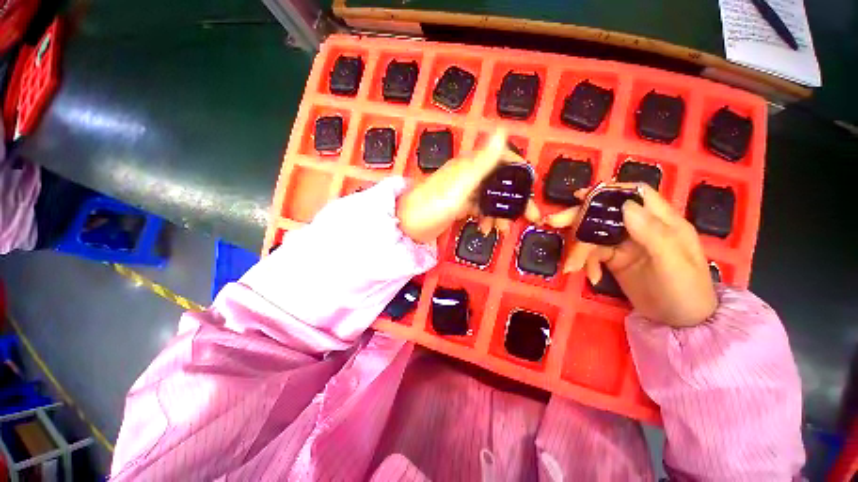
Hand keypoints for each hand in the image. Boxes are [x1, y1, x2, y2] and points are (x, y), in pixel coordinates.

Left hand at [397, 129, 525, 242]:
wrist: (407, 226)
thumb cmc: (432, 206)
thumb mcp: (460, 185)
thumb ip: (482, 162)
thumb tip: (502, 131)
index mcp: (469, 166)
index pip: (502, 160)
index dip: (519, 172)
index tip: (531, 189)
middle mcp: (468, 175)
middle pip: (499, 183)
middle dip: (515, 201)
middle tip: (529, 217)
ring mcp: (463, 191)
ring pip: (490, 198)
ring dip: (500, 214)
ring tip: (502, 231)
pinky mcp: (458, 206)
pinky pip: (478, 209)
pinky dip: (485, 219)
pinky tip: (485, 230)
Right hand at [548, 184, 717, 327]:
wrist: (679, 323)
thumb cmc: (685, 291)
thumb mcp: (674, 263)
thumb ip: (653, 233)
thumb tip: (625, 205)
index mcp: (662, 222)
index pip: (636, 194)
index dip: (610, 191)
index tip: (582, 196)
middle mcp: (641, 228)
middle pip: (606, 213)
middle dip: (580, 217)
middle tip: (554, 222)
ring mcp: (625, 244)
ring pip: (594, 234)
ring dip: (579, 248)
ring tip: (572, 266)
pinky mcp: (613, 259)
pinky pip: (592, 254)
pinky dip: (587, 263)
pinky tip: (592, 277)